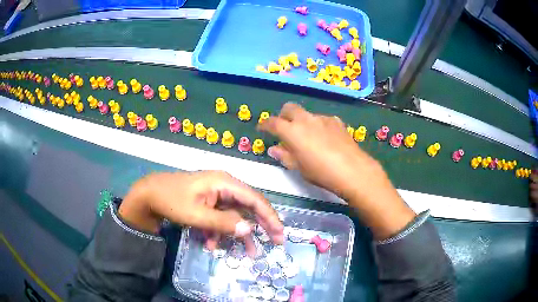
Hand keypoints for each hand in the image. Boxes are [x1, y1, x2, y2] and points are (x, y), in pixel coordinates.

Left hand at [119, 171, 283, 255]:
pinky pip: (221, 217)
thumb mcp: (196, 215)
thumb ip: (223, 222)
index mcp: (224, 182)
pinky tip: (212, 244)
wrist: (149, 194)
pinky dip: (220, 232)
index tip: (280, 233)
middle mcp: (224, 185)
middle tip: (276, 242)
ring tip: (247, 254)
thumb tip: (249, 229)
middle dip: (261, 226)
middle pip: (249, 206)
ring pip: (236, 215)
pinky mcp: (209, 202)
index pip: (254, 199)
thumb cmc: (171, 201)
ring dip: (239, 234)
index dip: (269, 216)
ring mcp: (216, 194)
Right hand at [257, 103, 380, 198]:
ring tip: (308, 137)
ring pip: (307, 114)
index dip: (265, 124)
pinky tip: (325, 137)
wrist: (352, 170)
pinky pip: (322, 119)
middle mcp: (306, 119)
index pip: (272, 122)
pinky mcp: (337, 121)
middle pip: (289, 108)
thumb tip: (274, 149)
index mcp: (292, 131)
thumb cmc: (321, 172)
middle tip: (284, 129)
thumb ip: (284, 156)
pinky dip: (318, 125)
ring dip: (302, 121)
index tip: (262, 129)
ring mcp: (322, 118)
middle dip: (283, 115)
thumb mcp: (299, 167)